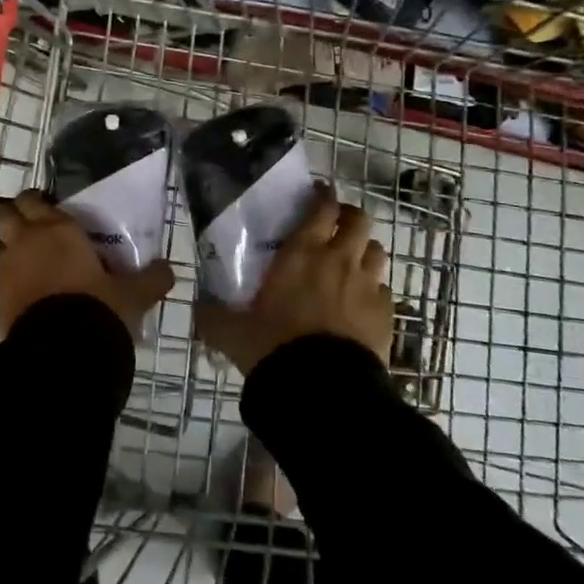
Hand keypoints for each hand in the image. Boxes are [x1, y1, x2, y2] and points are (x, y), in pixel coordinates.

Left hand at [0, 190, 174, 339]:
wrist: (61, 352)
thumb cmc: (98, 308)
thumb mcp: (133, 295)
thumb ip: (151, 279)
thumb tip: (168, 270)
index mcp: (56, 229)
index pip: (33, 199)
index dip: (36, 201)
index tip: (48, 209)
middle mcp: (25, 242)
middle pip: (3, 214)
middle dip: (13, 217)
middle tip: (32, 230)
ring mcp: (5, 271)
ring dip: (6, 251)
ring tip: (27, 264)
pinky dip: (7, 285)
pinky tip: (25, 298)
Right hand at [196, 187, 391, 376]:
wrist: (323, 389)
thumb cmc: (274, 347)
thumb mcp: (233, 333)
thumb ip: (213, 317)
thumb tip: (197, 308)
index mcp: (301, 253)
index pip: (322, 208)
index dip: (324, 196)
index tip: (319, 194)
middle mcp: (338, 260)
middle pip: (359, 220)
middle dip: (350, 218)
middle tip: (336, 226)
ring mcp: (367, 286)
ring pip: (376, 251)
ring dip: (364, 251)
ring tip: (351, 263)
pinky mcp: (386, 314)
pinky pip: (383, 290)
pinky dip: (374, 291)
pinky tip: (361, 305)